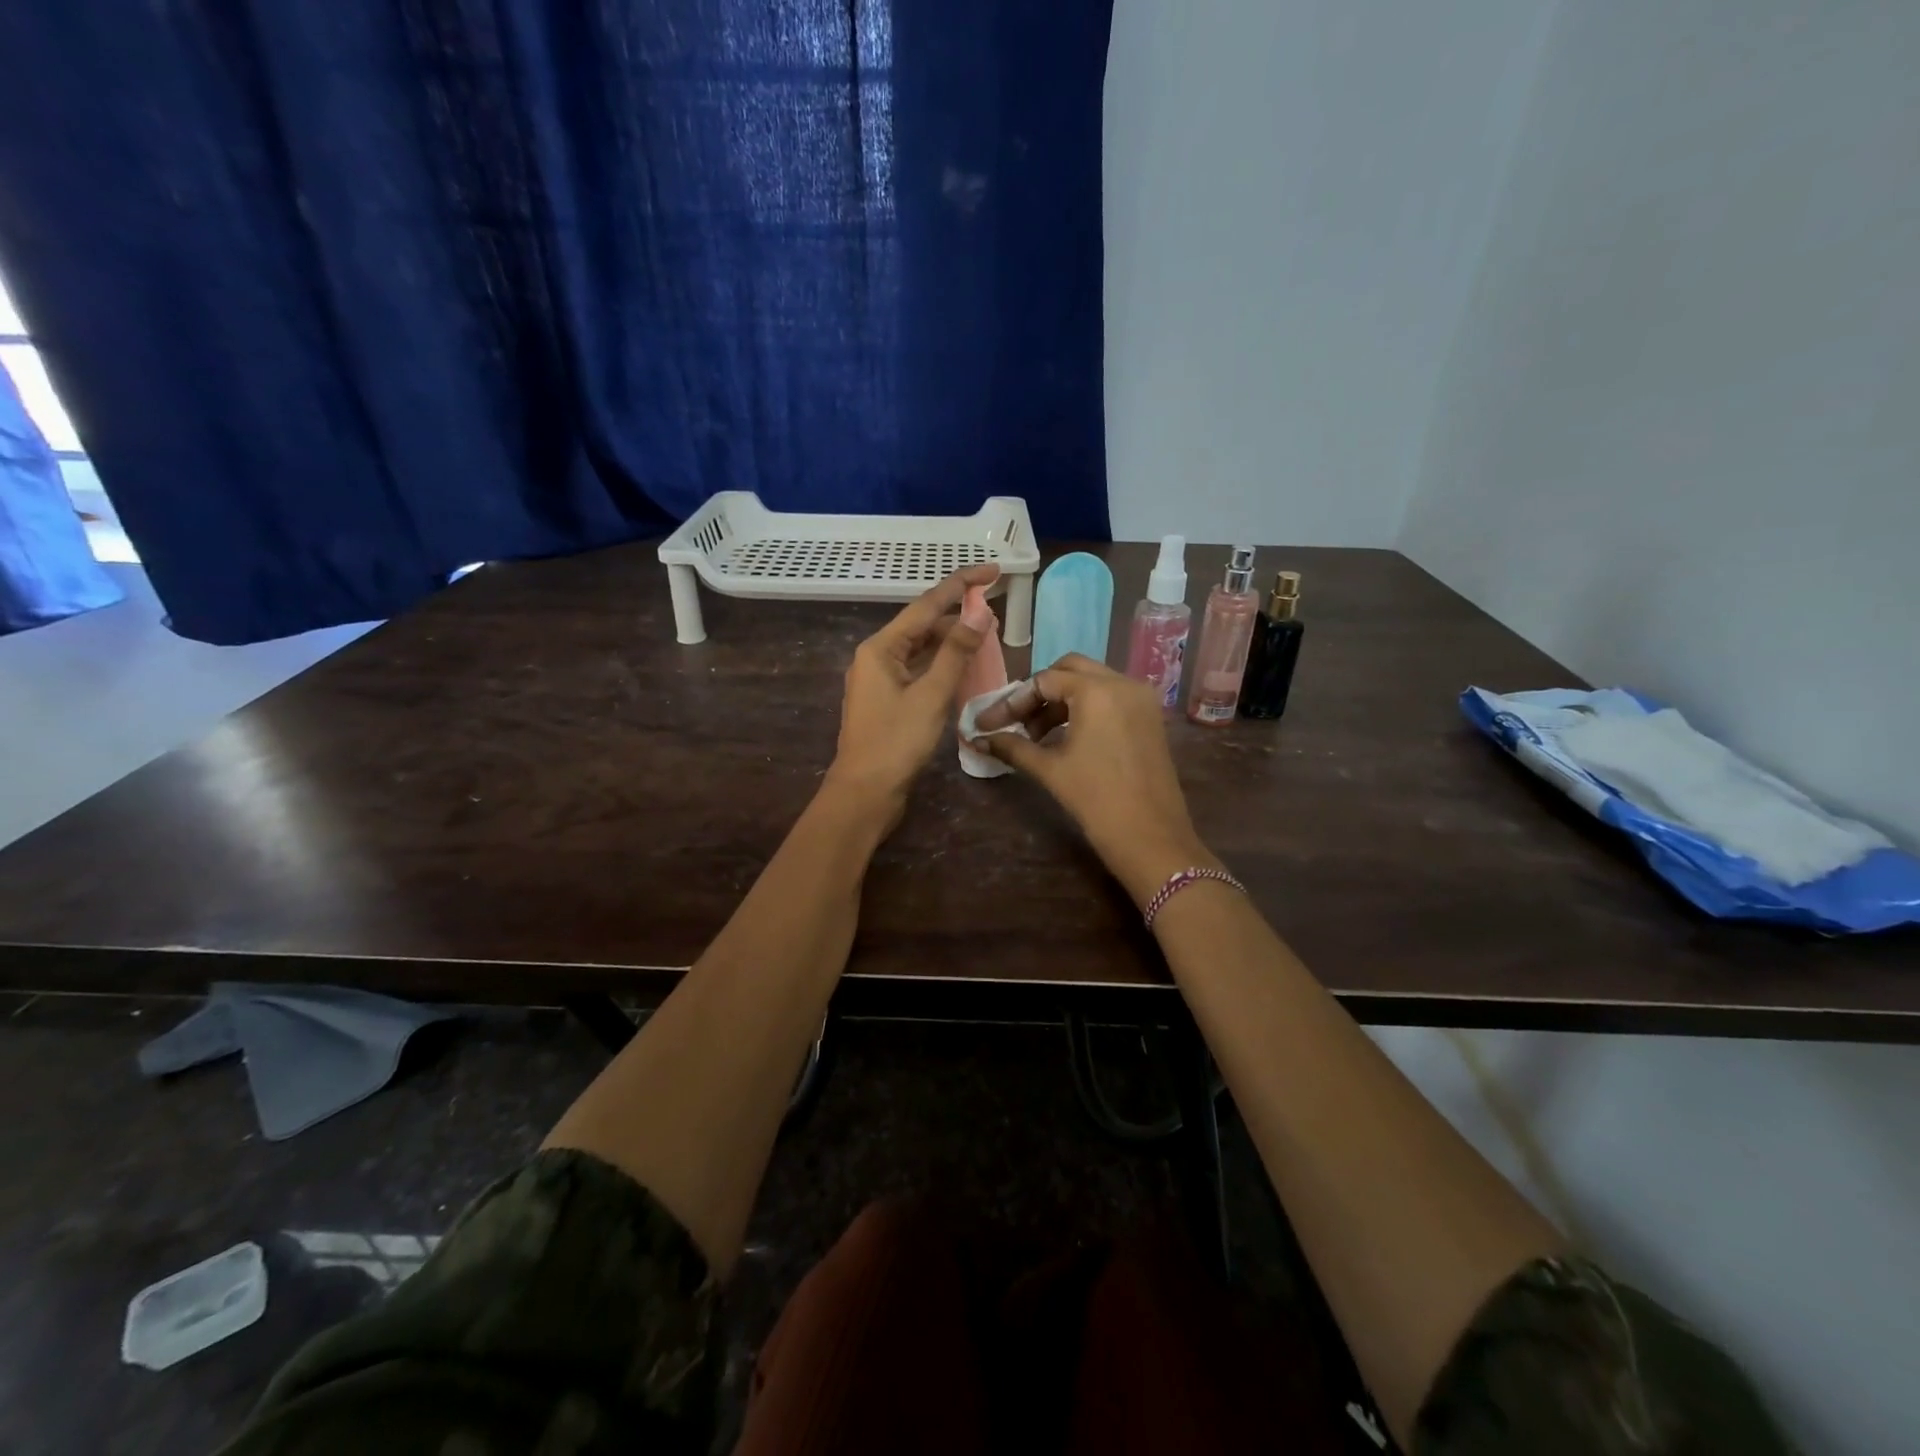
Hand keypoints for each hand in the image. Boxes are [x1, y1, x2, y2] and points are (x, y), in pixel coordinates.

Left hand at [824, 562, 999, 822]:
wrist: (865, 793)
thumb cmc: (896, 743)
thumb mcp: (931, 695)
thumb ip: (956, 652)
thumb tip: (979, 613)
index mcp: (881, 648)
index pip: (926, 604)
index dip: (961, 585)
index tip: (991, 570)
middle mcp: (876, 657)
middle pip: (921, 624)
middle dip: (956, 613)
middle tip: (994, 605)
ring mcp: (879, 680)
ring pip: (920, 648)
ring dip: (950, 639)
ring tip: (985, 633)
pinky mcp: (887, 701)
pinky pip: (917, 670)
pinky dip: (940, 664)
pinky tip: (963, 666)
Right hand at [971, 654, 1216, 902]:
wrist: (1150, 837)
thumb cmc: (1096, 800)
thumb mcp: (1050, 770)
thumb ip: (1013, 747)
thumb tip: (979, 740)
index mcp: (1097, 691)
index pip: (1044, 681)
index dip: (1012, 702)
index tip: (988, 724)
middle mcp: (1123, 683)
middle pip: (1070, 670)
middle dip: (1039, 692)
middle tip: (1017, 721)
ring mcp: (1142, 699)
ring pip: (1093, 683)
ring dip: (1062, 701)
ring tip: (1037, 735)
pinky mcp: (1151, 718)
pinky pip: (1112, 698)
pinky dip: (1086, 708)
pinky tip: (1067, 736)